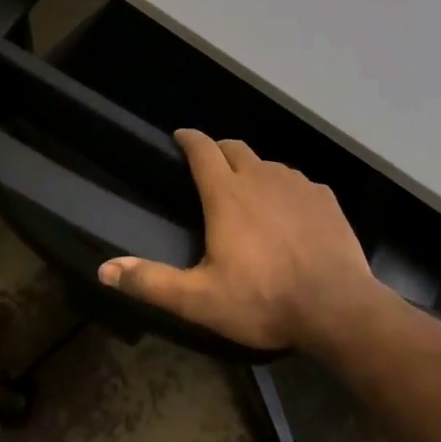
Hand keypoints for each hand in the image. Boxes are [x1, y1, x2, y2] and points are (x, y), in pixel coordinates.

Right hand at [98, 130, 387, 353]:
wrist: (335, 305)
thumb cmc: (262, 300)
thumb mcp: (199, 300)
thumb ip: (152, 282)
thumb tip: (105, 269)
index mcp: (227, 194)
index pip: (202, 149)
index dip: (189, 139)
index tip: (179, 136)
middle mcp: (261, 176)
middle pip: (235, 148)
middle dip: (219, 151)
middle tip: (210, 167)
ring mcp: (296, 183)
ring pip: (267, 164)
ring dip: (253, 171)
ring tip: (249, 195)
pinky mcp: (323, 196)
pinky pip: (297, 182)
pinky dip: (285, 190)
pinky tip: (288, 215)